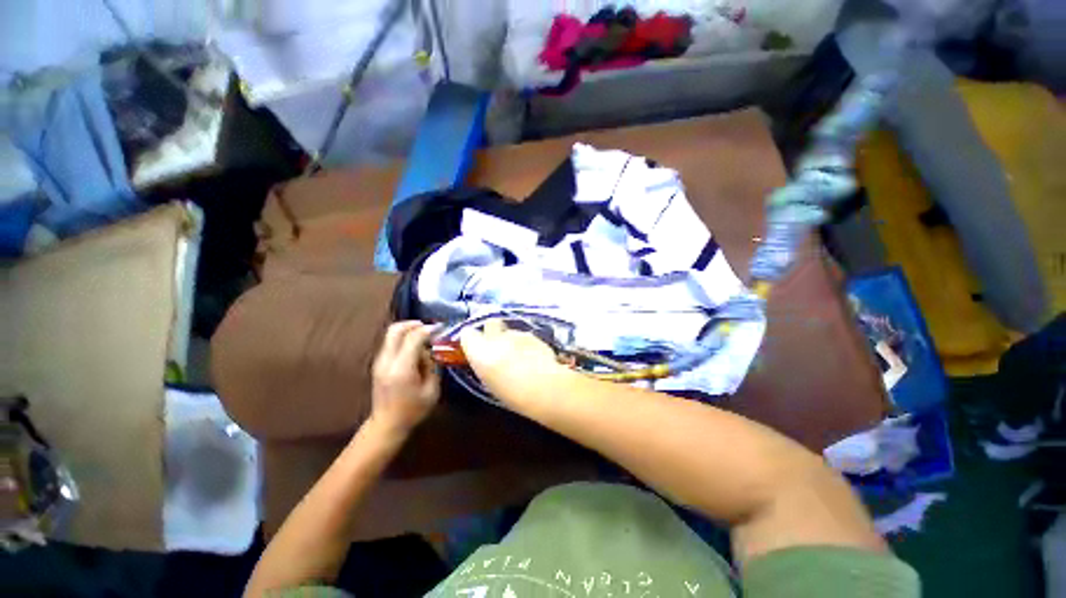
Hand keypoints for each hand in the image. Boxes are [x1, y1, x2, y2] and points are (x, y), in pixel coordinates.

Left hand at [369, 321, 440, 437]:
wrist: (387, 425)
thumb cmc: (413, 410)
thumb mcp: (432, 390)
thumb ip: (432, 366)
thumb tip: (431, 350)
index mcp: (401, 368)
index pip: (413, 338)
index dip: (428, 329)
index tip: (441, 329)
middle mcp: (387, 361)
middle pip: (396, 329)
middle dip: (414, 324)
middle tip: (429, 328)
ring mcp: (379, 361)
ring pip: (391, 334)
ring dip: (409, 330)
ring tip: (424, 337)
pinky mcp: (378, 363)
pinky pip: (391, 342)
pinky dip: (403, 338)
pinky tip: (416, 347)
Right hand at [459, 319, 569, 407]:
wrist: (543, 386)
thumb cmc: (511, 394)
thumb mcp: (489, 383)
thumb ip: (485, 366)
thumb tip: (486, 361)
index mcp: (479, 351)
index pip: (468, 334)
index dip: (472, 340)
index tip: (476, 348)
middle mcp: (497, 337)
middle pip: (491, 323)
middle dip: (493, 331)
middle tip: (498, 346)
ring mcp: (518, 334)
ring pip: (511, 332)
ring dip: (512, 340)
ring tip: (520, 357)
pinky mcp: (535, 336)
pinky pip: (526, 337)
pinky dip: (527, 345)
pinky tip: (534, 358)